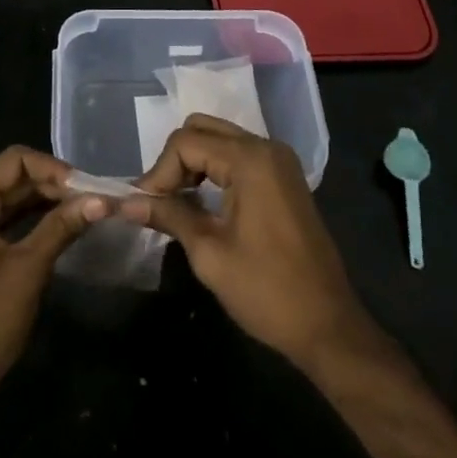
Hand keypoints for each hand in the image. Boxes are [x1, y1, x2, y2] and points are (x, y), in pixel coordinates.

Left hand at [0, 146, 107, 410]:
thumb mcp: (27, 269)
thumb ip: (62, 227)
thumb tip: (101, 200)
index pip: (15, 161)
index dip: (53, 168)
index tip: (88, 187)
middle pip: (14, 178)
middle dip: (54, 185)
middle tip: (95, 199)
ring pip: (13, 200)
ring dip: (48, 202)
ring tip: (87, 210)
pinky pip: (8, 222)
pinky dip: (35, 222)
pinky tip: (65, 226)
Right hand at [121, 114, 388, 375]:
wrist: (330, 328)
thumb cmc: (267, 292)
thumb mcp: (209, 254)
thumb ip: (168, 216)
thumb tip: (127, 203)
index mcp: (250, 160)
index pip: (186, 143)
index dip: (158, 172)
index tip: (145, 207)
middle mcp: (266, 148)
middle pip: (202, 129)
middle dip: (175, 160)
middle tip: (161, 200)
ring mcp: (279, 161)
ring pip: (220, 139)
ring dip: (193, 163)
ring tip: (176, 203)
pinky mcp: (284, 178)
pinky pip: (238, 155)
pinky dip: (214, 170)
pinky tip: (203, 202)